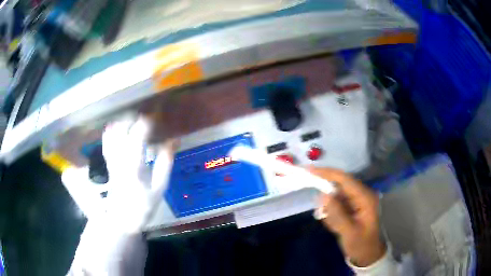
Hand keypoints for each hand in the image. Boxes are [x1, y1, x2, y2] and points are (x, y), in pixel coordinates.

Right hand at [310, 168, 385, 266]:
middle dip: (328, 199)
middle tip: (324, 215)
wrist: (368, 254)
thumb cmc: (361, 244)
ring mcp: (358, 200)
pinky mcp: (353, 206)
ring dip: (330, 211)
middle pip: (339, 186)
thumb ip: (337, 214)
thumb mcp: (349, 233)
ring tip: (335, 227)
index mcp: (365, 198)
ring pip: (336, 196)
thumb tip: (323, 195)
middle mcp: (362, 194)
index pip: (345, 179)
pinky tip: (337, 227)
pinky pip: (337, 204)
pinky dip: (332, 215)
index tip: (309, 170)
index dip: (327, 173)